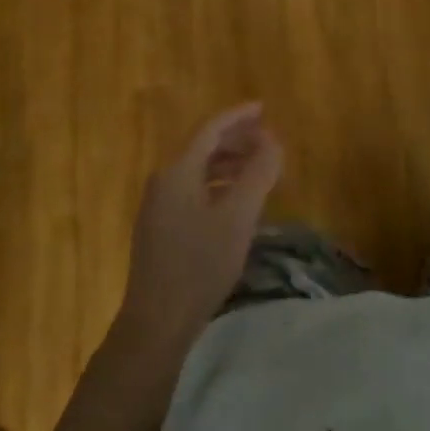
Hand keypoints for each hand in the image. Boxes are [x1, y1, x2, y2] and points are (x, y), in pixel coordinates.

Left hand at [118, 103, 281, 348]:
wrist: (156, 322)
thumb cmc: (199, 264)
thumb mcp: (238, 217)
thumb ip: (257, 174)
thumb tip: (273, 141)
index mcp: (178, 171)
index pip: (210, 129)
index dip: (238, 116)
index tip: (263, 108)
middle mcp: (164, 181)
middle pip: (203, 148)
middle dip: (236, 141)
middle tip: (267, 141)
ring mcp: (159, 207)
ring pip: (198, 172)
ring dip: (229, 165)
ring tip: (258, 170)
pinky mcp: (160, 229)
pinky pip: (193, 192)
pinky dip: (218, 187)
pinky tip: (236, 203)